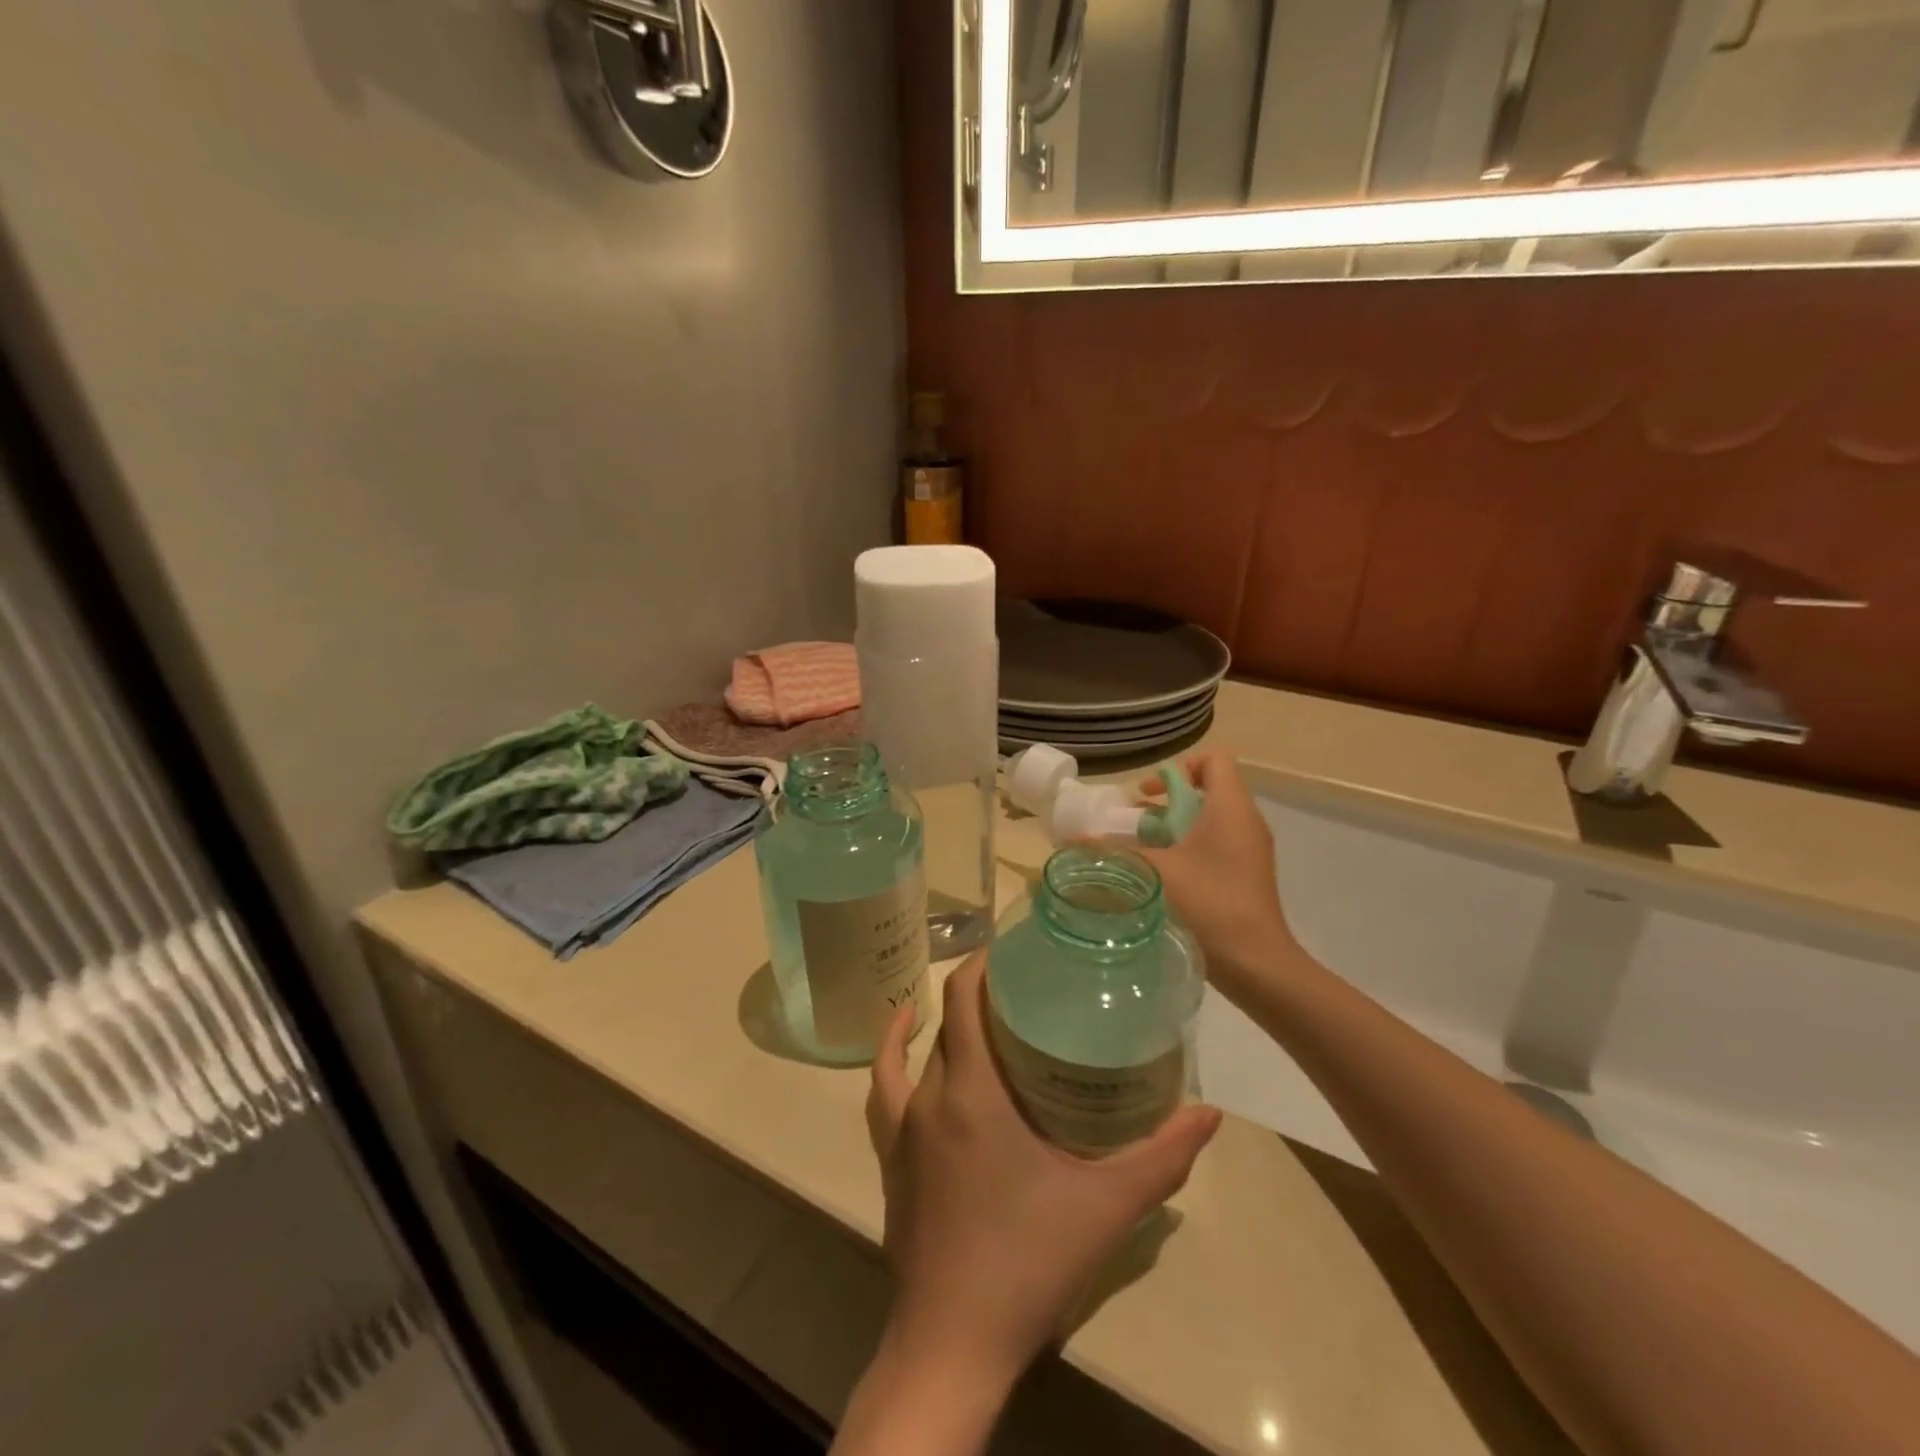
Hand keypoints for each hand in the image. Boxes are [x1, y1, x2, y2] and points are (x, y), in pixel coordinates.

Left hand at [865, 951, 1222, 1386]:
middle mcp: (929, 1096)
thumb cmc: (1028, 1261)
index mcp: (972, 1092)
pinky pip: (883, 1092)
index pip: (964, 1000)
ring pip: (914, 1054)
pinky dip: (891, 1059)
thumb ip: (1162, 1157)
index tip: (1013, 947)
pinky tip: (904, 1050)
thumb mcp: (1106, 1207)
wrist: (954, 1341)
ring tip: (968, 1008)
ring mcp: (901, 1129)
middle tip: (1021, 988)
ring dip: (936, 1023)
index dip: (981, 963)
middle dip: (977, 995)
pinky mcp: (890, 1159)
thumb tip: (1210, 1114)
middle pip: (947, 1024)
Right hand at [1135, 751, 1294, 998]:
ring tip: (1139, 850)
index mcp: (1230, 808)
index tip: (1148, 793)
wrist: (1256, 964)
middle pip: (1206, 791)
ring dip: (1172, 829)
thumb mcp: (1155, 872)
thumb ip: (1114, 852)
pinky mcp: (1247, 875)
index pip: (1214, 760)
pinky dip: (1187, 850)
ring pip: (1209, 821)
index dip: (1179, 767)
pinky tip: (1160, 876)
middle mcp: (1245, 822)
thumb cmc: (1210, 904)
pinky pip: (1215, 845)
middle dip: (1165, 802)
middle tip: (1133, 824)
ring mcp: (1250, 850)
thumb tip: (1072, 842)